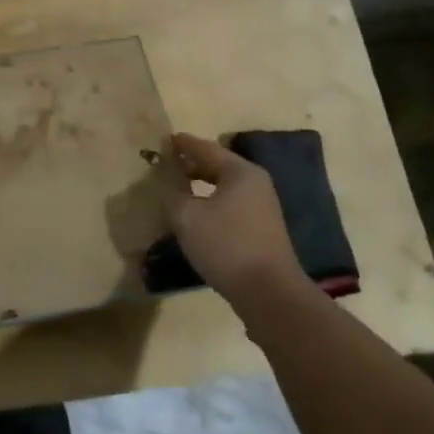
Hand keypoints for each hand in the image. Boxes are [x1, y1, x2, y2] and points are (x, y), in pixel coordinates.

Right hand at [161, 133, 304, 313]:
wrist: (269, 293)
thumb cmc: (226, 245)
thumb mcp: (187, 217)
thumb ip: (171, 194)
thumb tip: (166, 186)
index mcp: (240, 172)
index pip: (205, 148)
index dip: (183, 144)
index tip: (164, 140)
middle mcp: (255, 184)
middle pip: (218, 166)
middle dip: (191, 165)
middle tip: (167, 165)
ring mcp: (262, 208)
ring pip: (224, 188)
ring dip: (201, 187)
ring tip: (178, 190)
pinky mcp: (262, 231)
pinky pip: (230, 206)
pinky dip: (211, 204)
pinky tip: (196, 217)